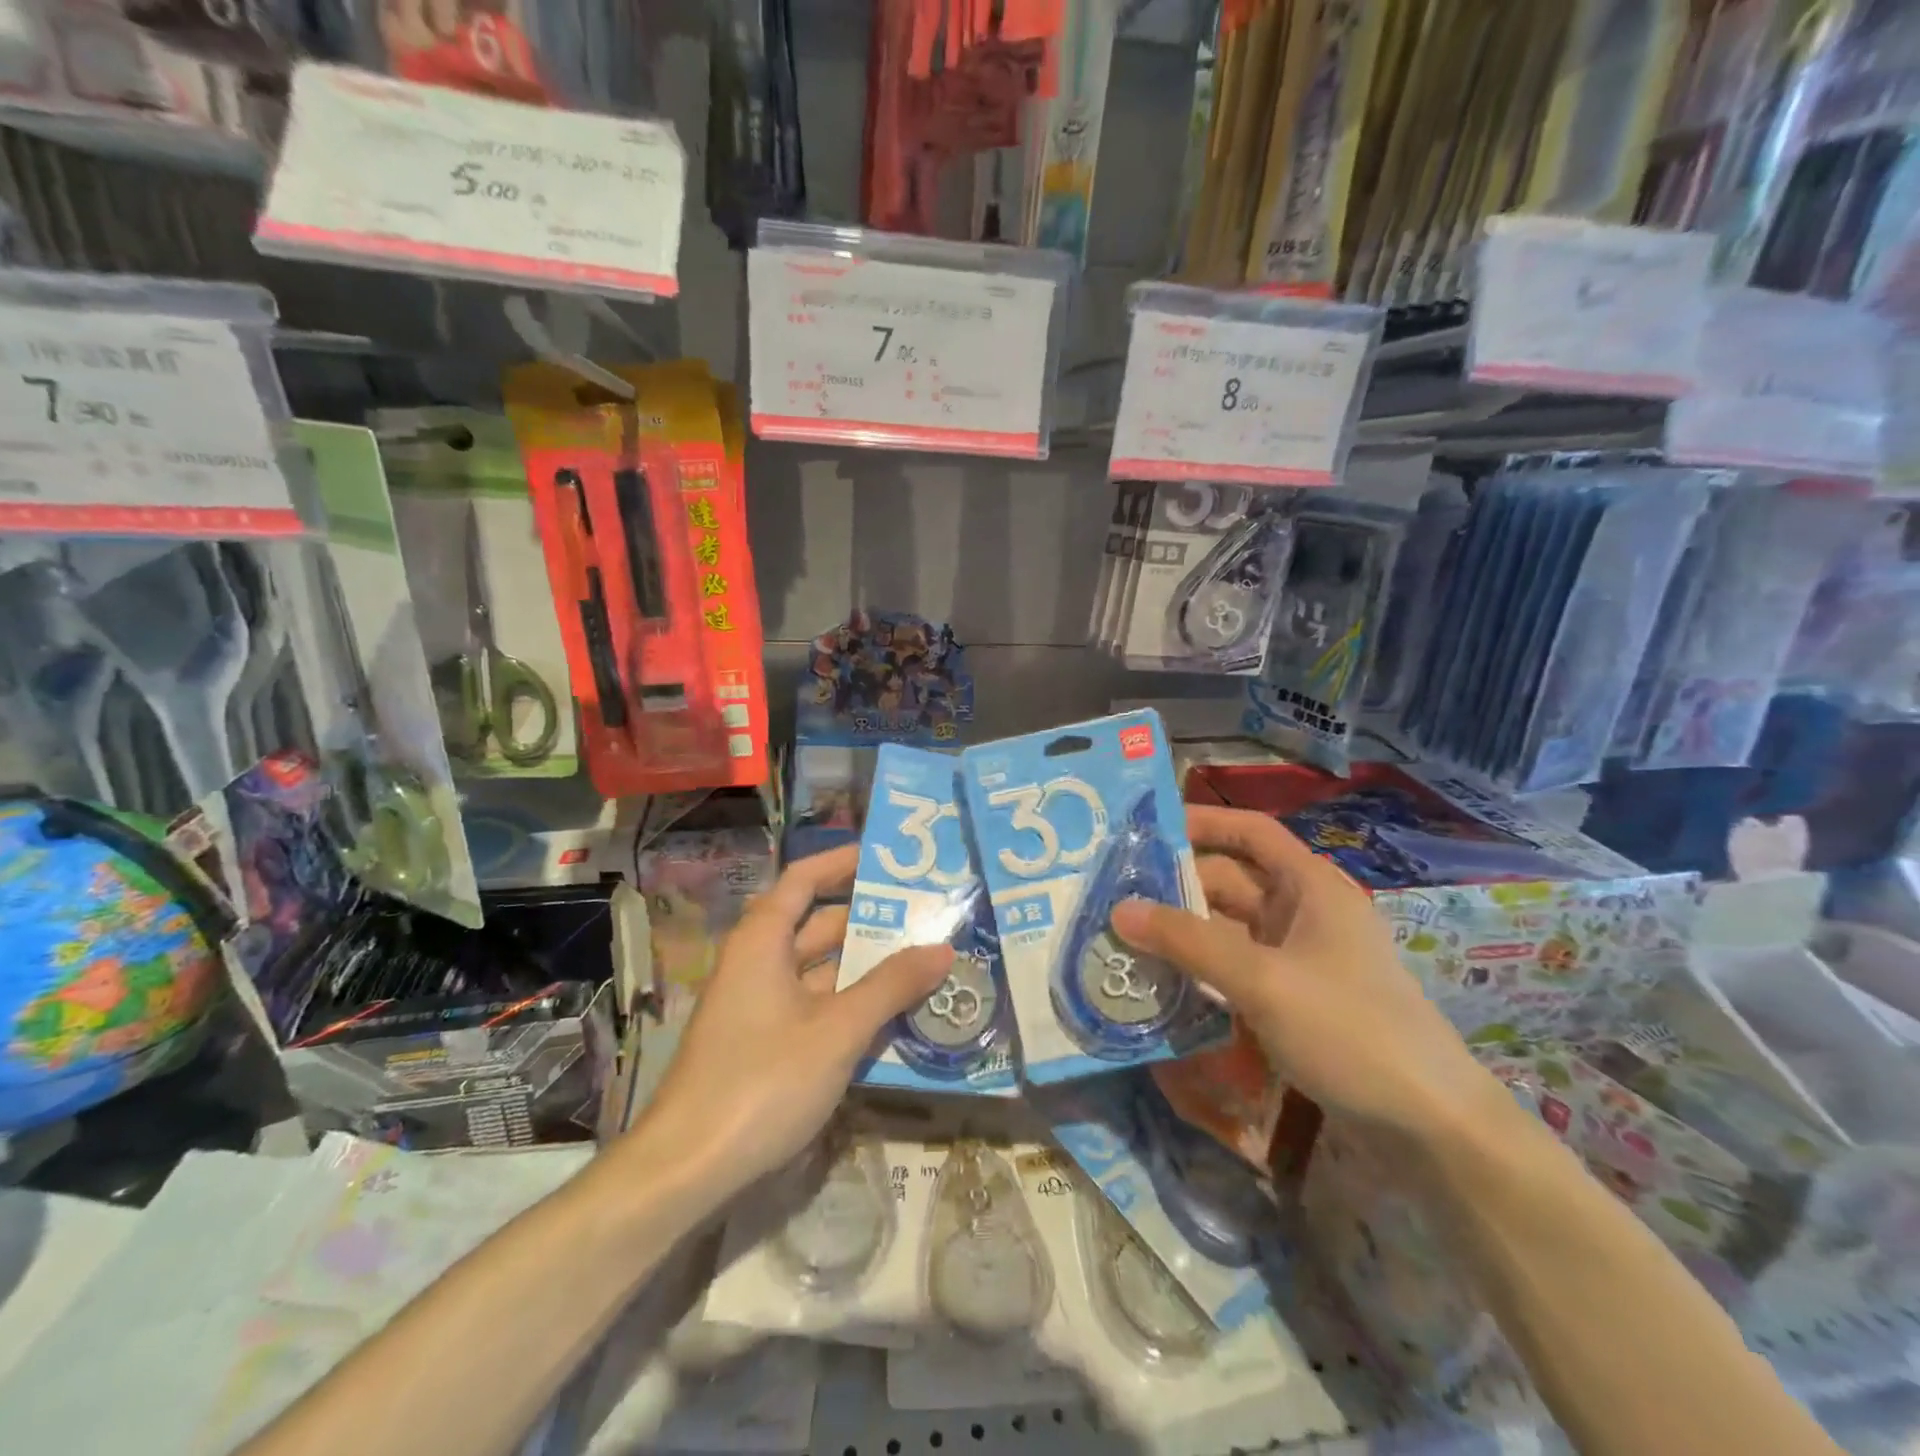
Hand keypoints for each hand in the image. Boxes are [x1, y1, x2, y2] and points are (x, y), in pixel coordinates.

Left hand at [617, 845, 950, 1208]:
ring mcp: (761, 1007)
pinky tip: (896, 1016)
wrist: (686, 1171)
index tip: (889, 860)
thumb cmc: (762, 1082)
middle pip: (819, 926)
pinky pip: (817, 1008)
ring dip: (868, 968)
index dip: (844, 863)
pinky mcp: (766, 1045)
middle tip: (929, 916)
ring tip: (927, 962)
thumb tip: (943, 949)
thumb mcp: (838, 1030)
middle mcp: (759, 964)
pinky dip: (852, 1005)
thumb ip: (892, 986)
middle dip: (872, 921)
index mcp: (763, 941)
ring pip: (822, 972)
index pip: (805, 880)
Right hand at [1117, 805, 1500, 1139]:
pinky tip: (1161, 982)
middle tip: (1112, 898)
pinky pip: (1235, 968)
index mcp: (1310, 886)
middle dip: (1175, 888)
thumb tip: (1119, 910)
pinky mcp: (1292, 998)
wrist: (1430, 1127)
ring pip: (1227, 928)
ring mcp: (1298, 958)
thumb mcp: (1263, 980)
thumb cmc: (1351, 1031)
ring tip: (1123, 939)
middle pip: (1229, 882)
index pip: (1250, 831)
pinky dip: (1200, 969)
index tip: (1145, 830)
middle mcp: (1303, 912)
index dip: (1202, 822)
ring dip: (1182, 933)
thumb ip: (1189, 942)